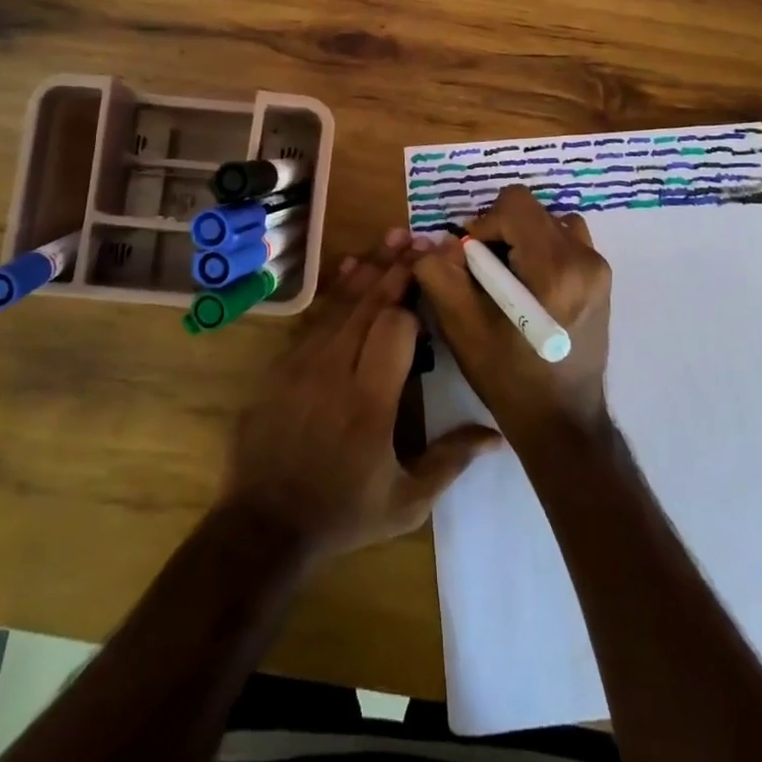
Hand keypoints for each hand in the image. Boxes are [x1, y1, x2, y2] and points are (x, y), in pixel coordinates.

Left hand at [218, 229, 501, 560]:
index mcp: (370, 403)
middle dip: (397, 268)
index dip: (414, 302)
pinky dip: (334, 290)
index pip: (394, 329)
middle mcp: (334, 371)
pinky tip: (349, 267)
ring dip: (369, 268)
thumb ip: (451, 461)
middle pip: (369, 305)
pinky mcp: (280, 365)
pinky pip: (313, 317)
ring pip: (340, 303)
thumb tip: (497, 434)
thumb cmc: (343, 513)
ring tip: (393, 236)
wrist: (264, 525)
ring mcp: (301, 364)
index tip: (433, 280)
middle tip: (420, 238)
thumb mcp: (406, 502)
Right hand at [413, 185, 612, 442]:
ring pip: (549, 223)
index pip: (514, 202)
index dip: (483, 223)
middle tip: (484, 275)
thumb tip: (432, 240)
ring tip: (507, 280)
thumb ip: (439, 272)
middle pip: (531, 211)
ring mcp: (600, 268)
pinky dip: (541, 252)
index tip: (471, 261)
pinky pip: (566, 242)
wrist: (562, 421)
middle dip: (500, 234)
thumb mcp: (462, 326)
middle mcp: (585, 258)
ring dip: (521, 240)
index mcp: (555, 267)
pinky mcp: (602, 280)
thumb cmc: (508, 377)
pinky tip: (528, 291)